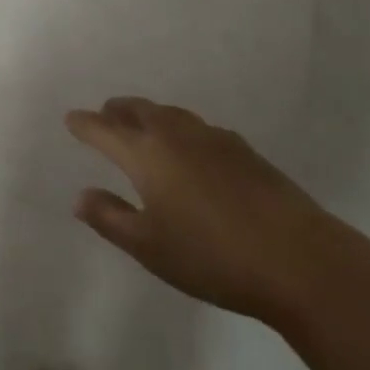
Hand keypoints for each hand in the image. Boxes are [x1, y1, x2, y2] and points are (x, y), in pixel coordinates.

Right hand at [66, 98, 369, 329]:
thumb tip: (80, 196)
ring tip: (144, 126)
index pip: (104, 129)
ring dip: (149, 115)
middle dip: (116, 111)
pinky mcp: (243, 149)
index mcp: (145, 153)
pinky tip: (192, 150)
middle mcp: (174, 134)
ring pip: (169, 113)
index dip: (84, 124)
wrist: (298, 259)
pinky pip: (197, 127)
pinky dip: (180, 129)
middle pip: (137, 110)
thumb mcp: (150, 248)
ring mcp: (211, 137)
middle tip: (105, 116)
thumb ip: (111, 218)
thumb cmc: (212, 257)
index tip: (71, 119)